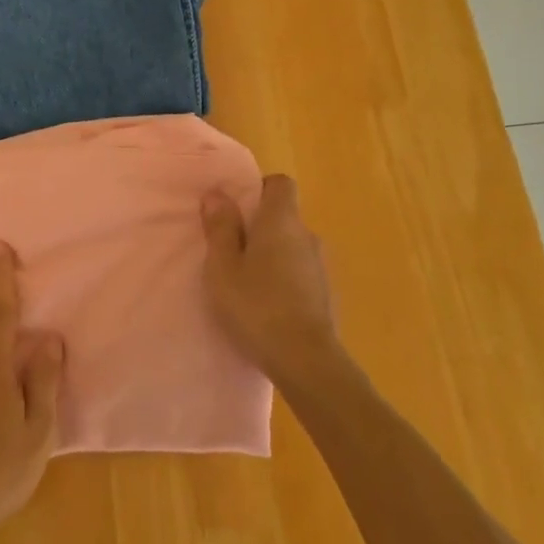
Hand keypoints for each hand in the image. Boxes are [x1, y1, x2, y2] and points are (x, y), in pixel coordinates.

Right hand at [202, 175, 341, 386]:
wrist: (306, 360)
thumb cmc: (257, 305)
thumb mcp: (223, 267)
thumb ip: (220, 228)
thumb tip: (217, 193)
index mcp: (282, 221)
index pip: (281, 183)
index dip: (259, 189)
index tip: (237, 209)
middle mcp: (307, 235)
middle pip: (284, 217)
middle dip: (259, 227)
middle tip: (230, 251)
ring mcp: (321, 266)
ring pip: (291, 246)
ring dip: (272, 255)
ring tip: (246, 282)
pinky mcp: (325, 294)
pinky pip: (300, 272)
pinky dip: (284, 279)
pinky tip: (266, 305)